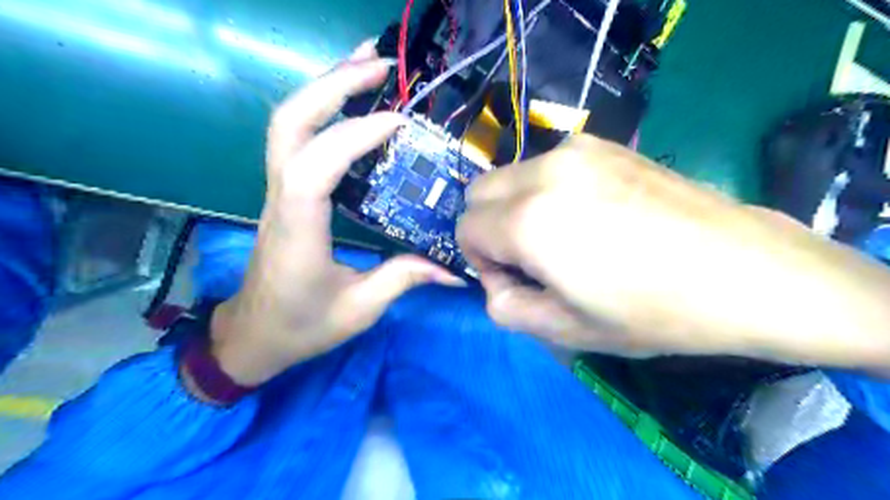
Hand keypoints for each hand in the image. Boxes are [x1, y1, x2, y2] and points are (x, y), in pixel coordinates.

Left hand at [206, 44, 461, 386]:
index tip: (399, 122)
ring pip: (288, 123)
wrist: (252, 335)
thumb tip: (453, 268)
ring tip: (367, 64)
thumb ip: (403, 279)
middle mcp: (280, 201)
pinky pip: (297, 139)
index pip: (314, 167)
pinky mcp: (284, 193)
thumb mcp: (359, 309)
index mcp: (297, 231)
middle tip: (380, 63)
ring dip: (325, 86)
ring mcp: (277, 192)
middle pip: (290, 124)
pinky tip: (352, 103)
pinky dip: (324, 110)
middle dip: (332, 84)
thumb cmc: (301, 327)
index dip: (353, 136)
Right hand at [454, 135, 889, 364]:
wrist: (745, 272)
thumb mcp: (565, 330)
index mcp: (529, 221)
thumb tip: (496, 280)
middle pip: (479, 194)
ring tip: (566, 238)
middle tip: (533, 260)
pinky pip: (545, 166)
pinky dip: (546, 191)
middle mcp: (543, 173)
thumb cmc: (653, 312)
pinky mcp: (603, 145)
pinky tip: (592, 216)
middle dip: (491, 229)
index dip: (482, 262)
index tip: (518, 282)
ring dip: (517, 209)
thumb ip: (505, 307)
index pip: (465, 229)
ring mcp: (575, 151)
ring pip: (510, 177)